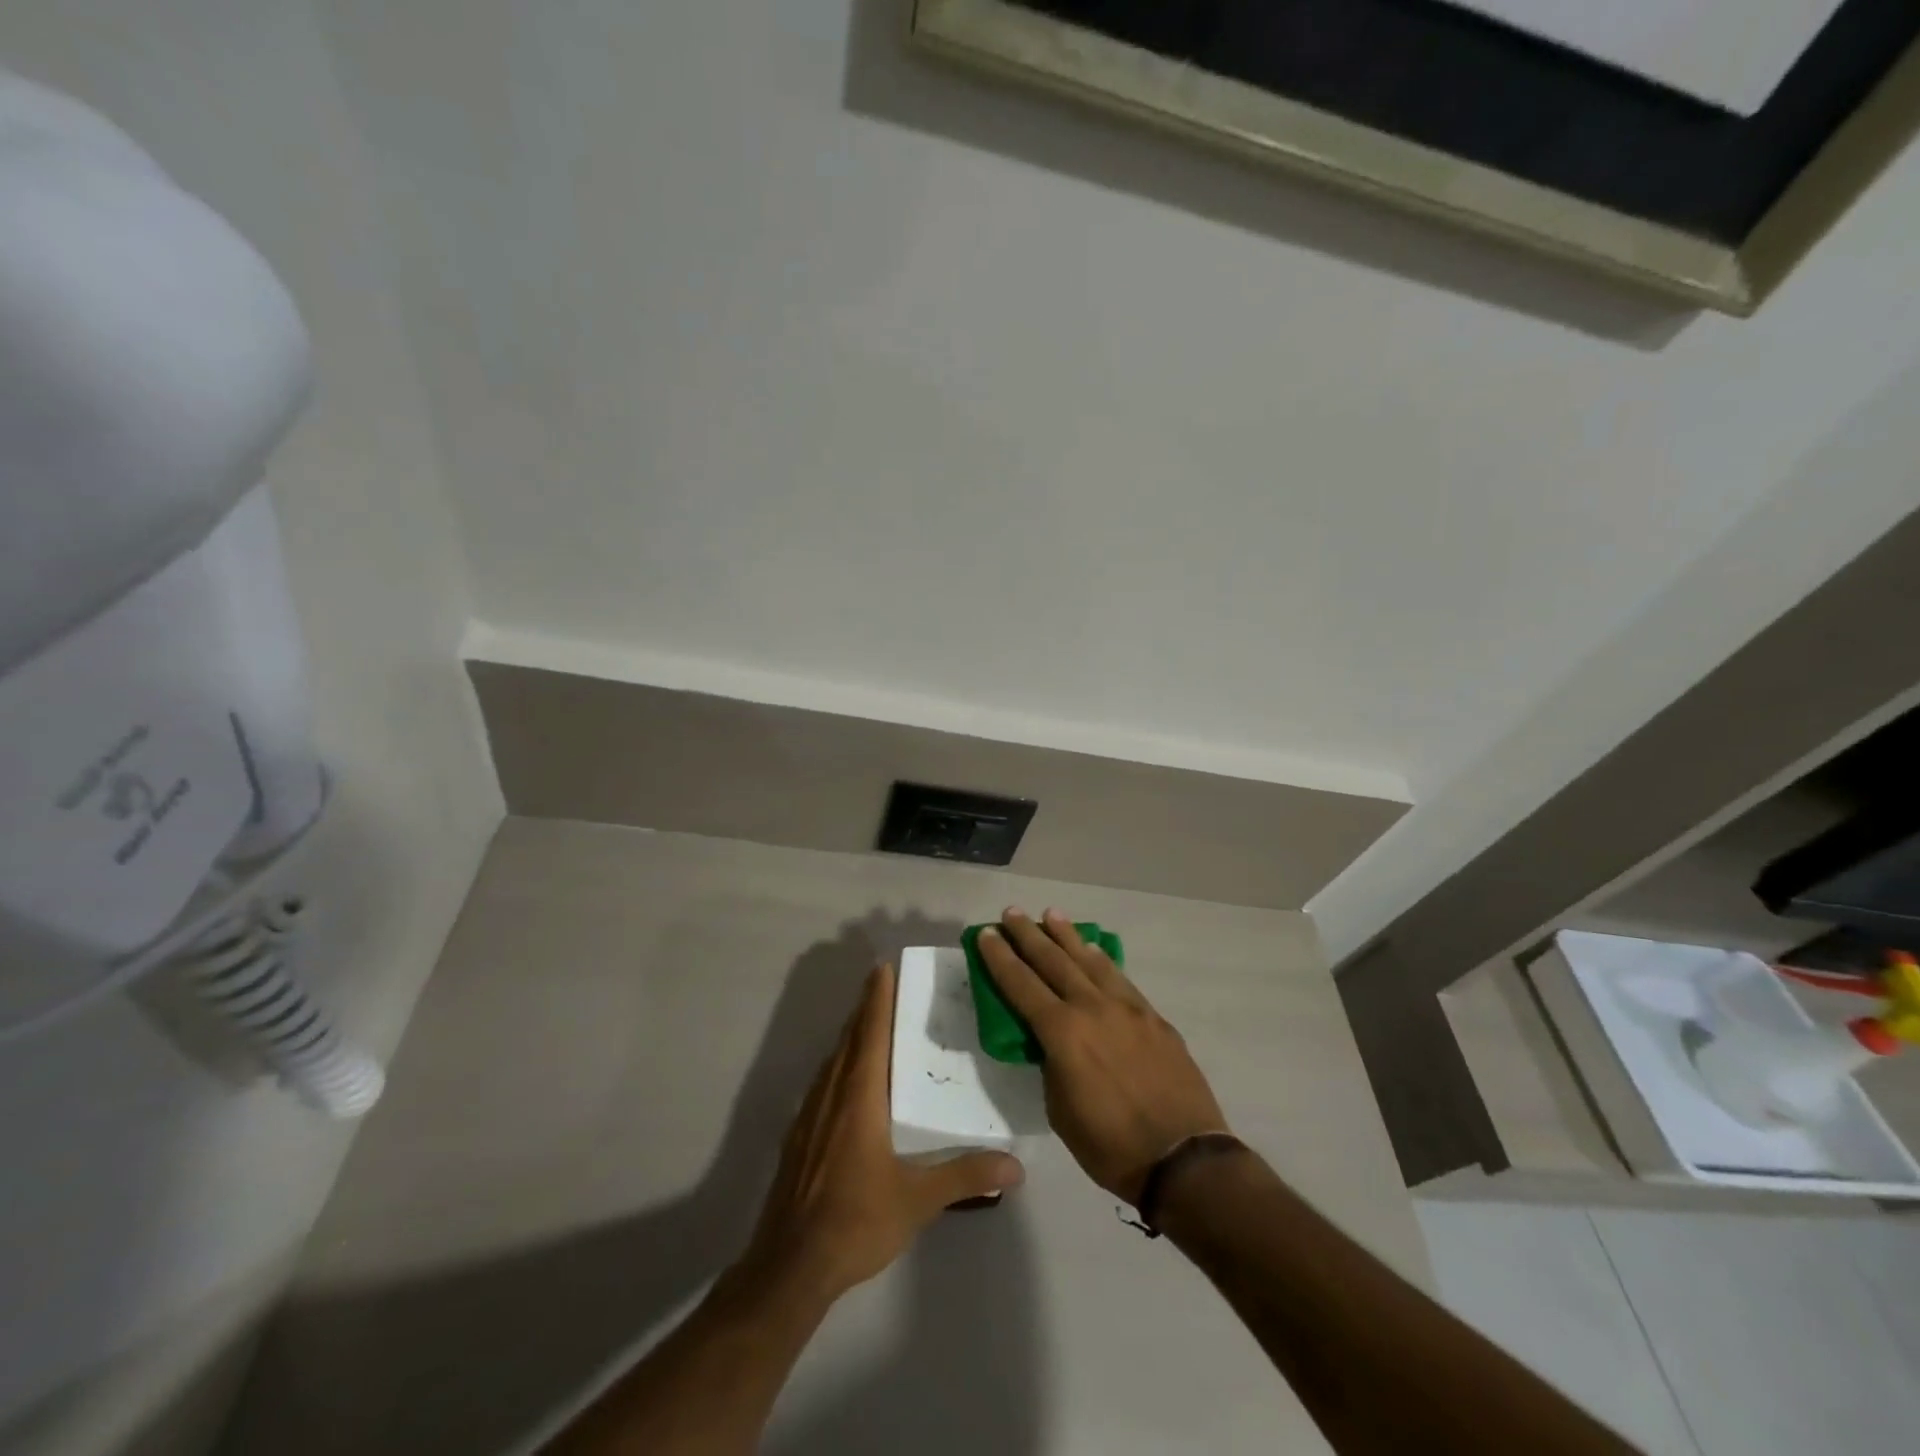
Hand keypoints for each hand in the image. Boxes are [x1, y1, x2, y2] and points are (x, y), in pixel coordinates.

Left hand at [741, 963, 1024, 1301]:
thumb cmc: (855, 1221)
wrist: (790, 1266)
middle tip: (884, 985)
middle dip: (866, 1009)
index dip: (877, 999)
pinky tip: (848, 1082)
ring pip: (833, 1061)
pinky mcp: (799, 1138)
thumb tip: (1016, 1165)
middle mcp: (831, 1095)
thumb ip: (965, 1175)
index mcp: (859, 1097)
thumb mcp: (917, 1200)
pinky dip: (839, 1065)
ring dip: (851, 1036)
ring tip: (871, 1024)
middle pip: (849, 1039)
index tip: (882, 967)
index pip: (870, 1033)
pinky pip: (823, 1084)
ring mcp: (810, 1116)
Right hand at [977, 908, 1228, 1204]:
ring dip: (1067, 936)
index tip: (986, 934)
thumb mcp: (1061, 1111)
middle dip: (1028, 935)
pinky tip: (1093, 951)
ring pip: (1089, 960)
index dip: (1000, 958)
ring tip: (1051, 914)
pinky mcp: (1153, 1016)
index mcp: (1063, 1033)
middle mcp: (1092, 1008)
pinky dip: (1101, 959)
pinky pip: (1119, 977)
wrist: (1184, 1159)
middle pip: (1053, 961)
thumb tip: (1051, 1043)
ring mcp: (1127, 1008)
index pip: (1021, 985)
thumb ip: (1051, 1065)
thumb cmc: (1111, 1146)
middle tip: (1012, 912)